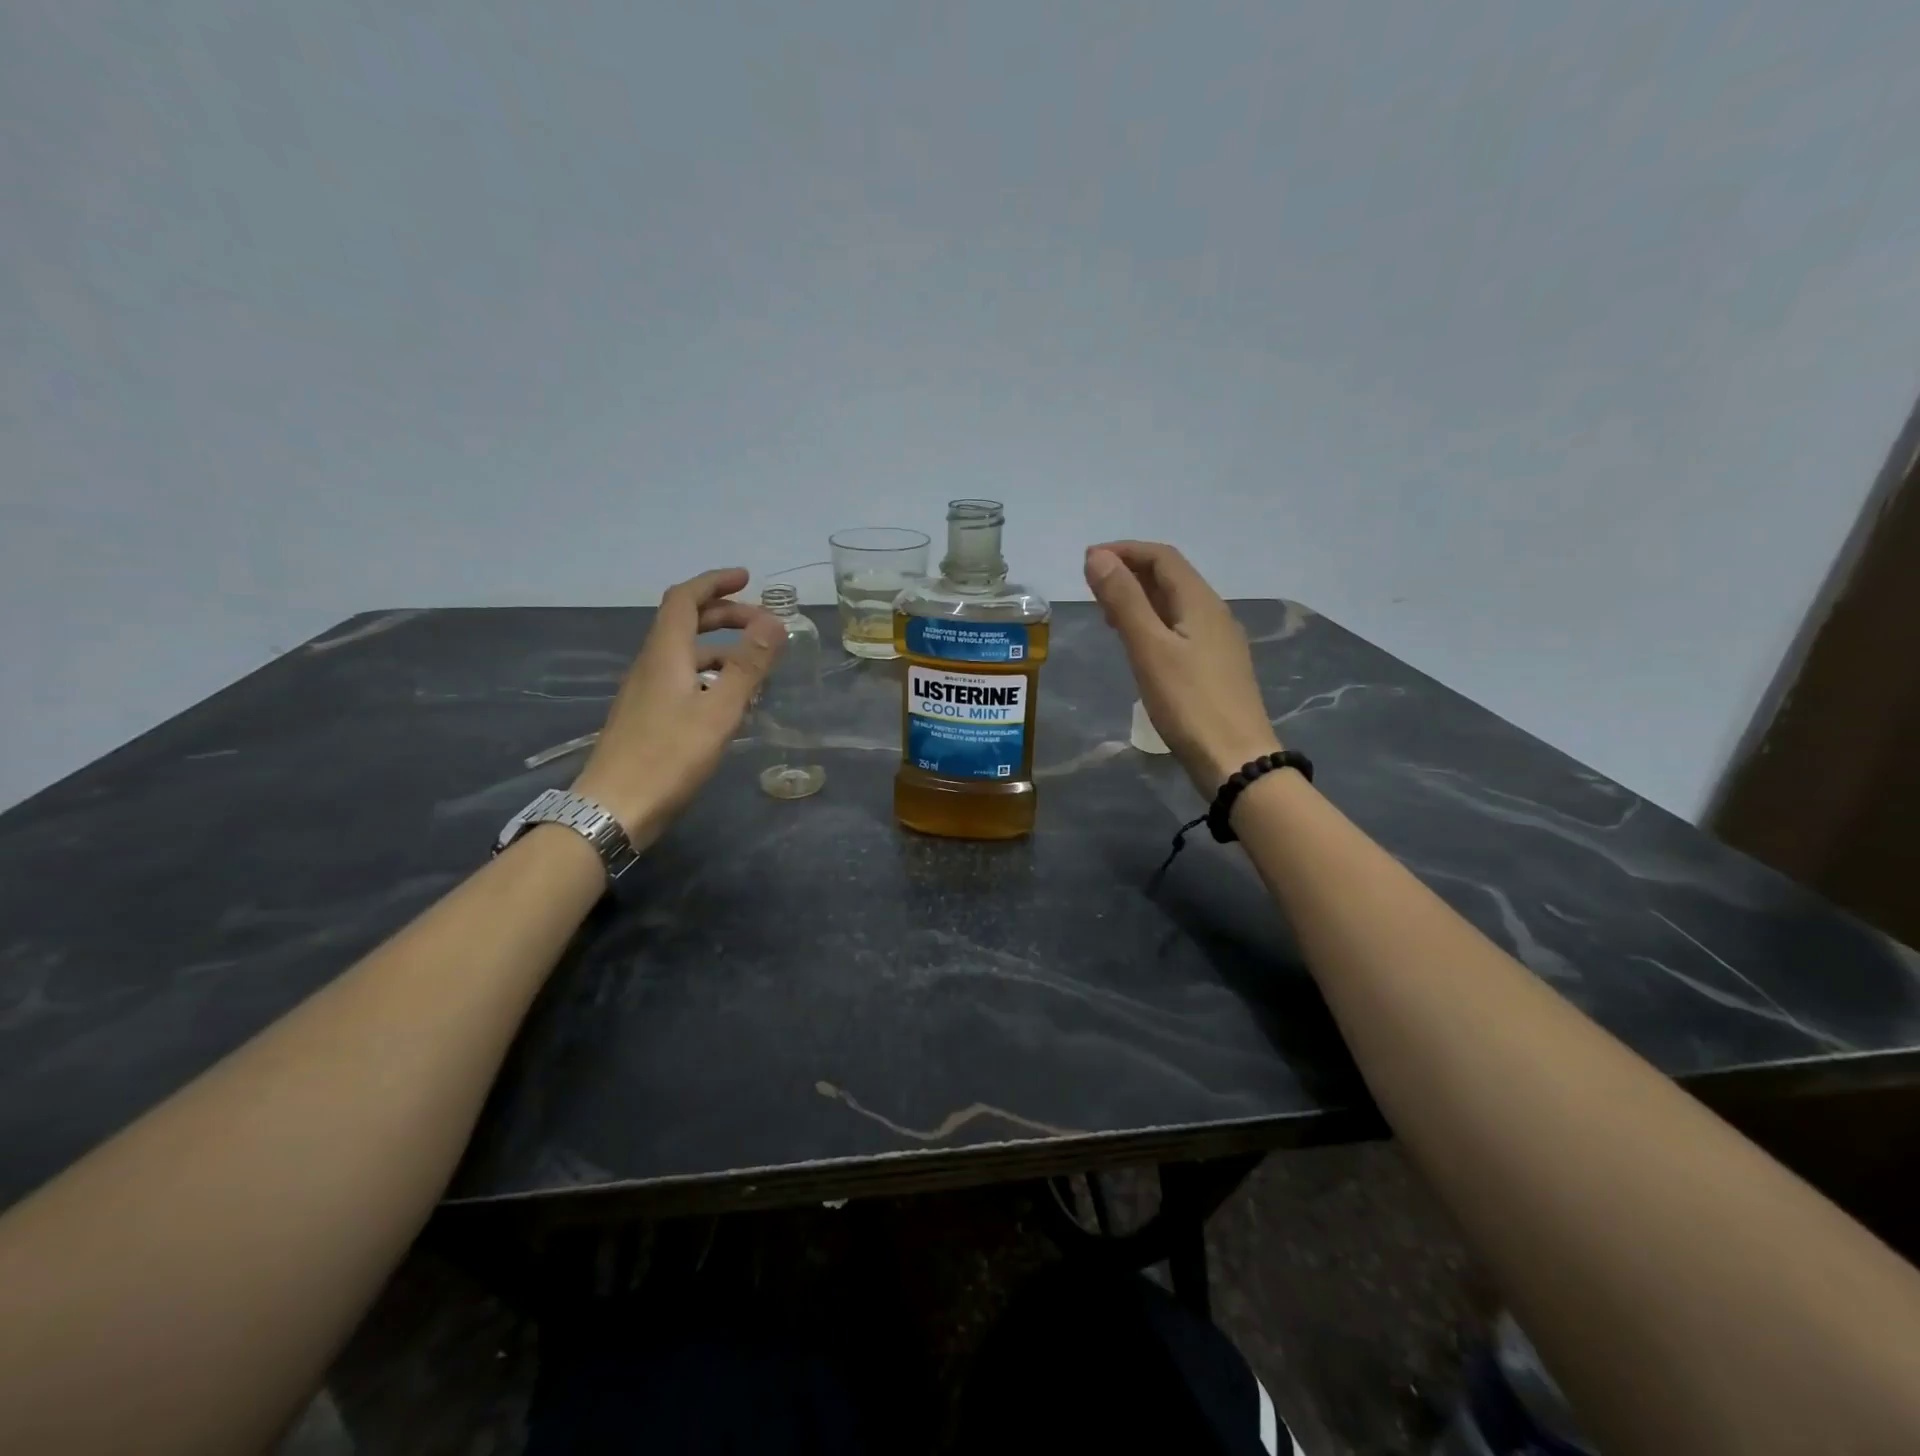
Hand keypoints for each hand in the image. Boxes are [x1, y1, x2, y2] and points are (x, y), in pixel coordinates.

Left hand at [572, 568, 784, 845]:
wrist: (615, 808)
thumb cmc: (669, 756)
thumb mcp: (719, 710)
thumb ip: (748, 666)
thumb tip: (774, 623)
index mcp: (665, 654)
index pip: (685, 599)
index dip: (714, 583)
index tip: (747, 578)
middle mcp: (651, 665)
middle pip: (685, 623)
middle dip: (724, 615)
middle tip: (763, 624)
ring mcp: (646, 692)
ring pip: (685, 654)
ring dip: (720, 648)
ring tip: (756, 665)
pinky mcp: (647, 717)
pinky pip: (682, 679)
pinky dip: (709, 675)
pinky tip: (729, 701)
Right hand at [1084, 541, 1280, 794]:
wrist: (1235, 759)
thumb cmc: (1189, 702)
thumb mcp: (1149, 648)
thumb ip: (1124, 601)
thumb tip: (1098, 557)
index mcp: (1200, 602)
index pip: (1162, 557)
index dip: (1125, 550)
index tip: (1087, 560)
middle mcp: (1213, 613)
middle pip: (1170, 577)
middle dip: (1130, 571)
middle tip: (1091, 585)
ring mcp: (1217, 641)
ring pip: (1174, 603)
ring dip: (1140, 597)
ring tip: (1106, 611)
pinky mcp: (1214, 666)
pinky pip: (1179, 628)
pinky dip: (1152, 622)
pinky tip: (1137, 644)